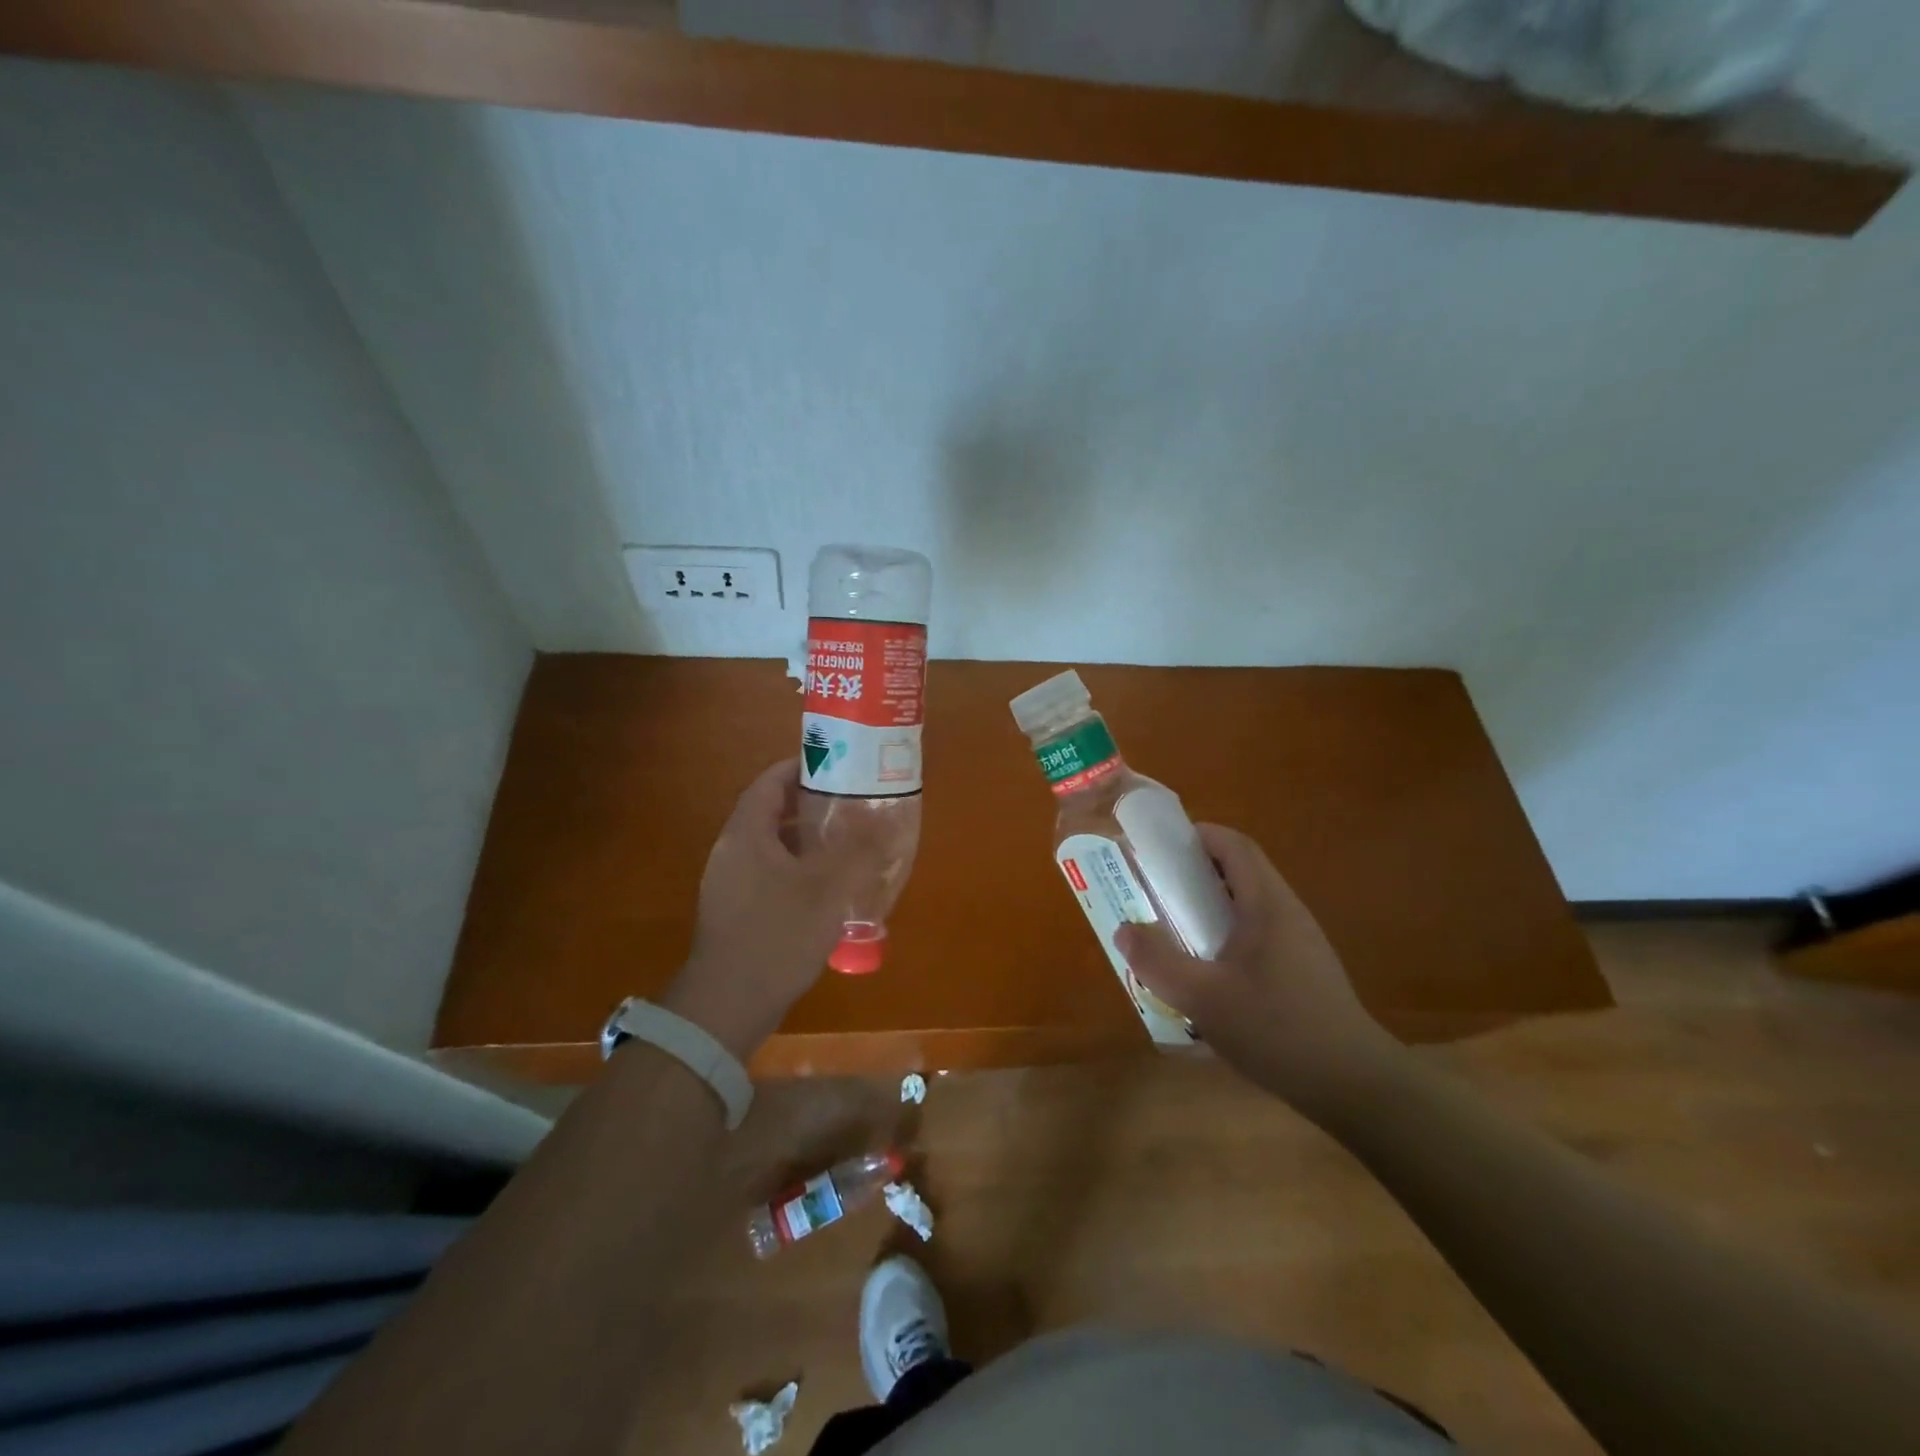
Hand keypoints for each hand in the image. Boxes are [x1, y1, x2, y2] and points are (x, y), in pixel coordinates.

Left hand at [662, 758, 875, 1059]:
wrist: (727, 1006)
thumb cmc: (777, 936)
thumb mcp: (828, 889)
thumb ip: (859, 850)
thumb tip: (886, 817)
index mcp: (746, 834)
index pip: (770, 781)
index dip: (802, 767)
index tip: (838, 765)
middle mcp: (732, 851)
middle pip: (771, 811)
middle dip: (812, 803)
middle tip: (852, 802)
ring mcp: (729, 883)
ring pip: (772, 845)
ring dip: (807, 839)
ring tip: (848, 841)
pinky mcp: (735, 910)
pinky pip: (769, 873)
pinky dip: (797, 868)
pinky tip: (828, 887)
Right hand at [1116, 825, 1402, 1124]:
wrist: (1355, 1087)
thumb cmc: (1277, 1029)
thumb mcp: (1203, 997)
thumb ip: (1158, 961)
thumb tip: (1124, 930)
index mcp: (1267, 904)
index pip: (1233, 845)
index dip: (1195, 836)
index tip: (1156, 850)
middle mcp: (1286, 913)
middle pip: (1238, 872)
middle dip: (1192, 874)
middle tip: (1153, 893)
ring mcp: (1299, 943)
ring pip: (1246, 906)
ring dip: (1207, 909)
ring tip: (1172, 932)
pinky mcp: (1302, 971)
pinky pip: (1256, 935)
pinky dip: (1224, 937)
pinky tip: (1207, 974)